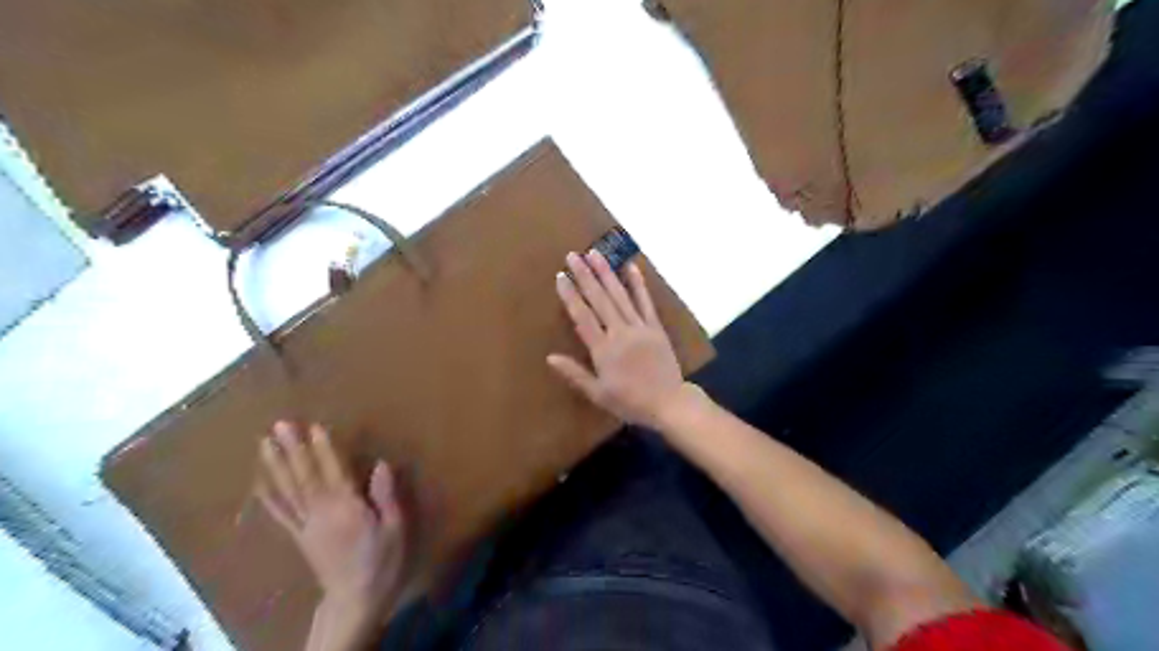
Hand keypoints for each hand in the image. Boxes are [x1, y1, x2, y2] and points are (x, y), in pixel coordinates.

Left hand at [254, 421, 403, 629]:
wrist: (355, 598)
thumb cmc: (382, 561)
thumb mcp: (395, 528)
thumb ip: (386, 496)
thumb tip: (380, 464)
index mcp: (346, 509)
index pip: (333, 472)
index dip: (323, 449)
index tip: (314, 426)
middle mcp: (321, 513)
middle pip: (304, 476)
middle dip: (293, 449)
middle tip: (280, 425)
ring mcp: (305, 525)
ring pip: (288, 490)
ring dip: (276, 465)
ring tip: (265, 443)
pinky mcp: (298, 536)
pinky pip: (280, 513)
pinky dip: (268, 495)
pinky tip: (260, 480)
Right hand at [550, 252, 689, 430]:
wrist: (669, 403)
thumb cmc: (630, 402)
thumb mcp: (598, 394)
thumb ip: (575, 374)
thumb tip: (550, 357)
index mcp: (603, 350)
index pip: (582, 316)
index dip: (571, 295)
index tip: (561, 276)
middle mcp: (620, 333)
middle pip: (599, 300)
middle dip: (585, 276)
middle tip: (573, 255)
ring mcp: (640, 327)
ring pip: (620, 296)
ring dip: (606, 273)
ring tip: (595, 253)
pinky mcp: (656, 327)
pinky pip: (645, 302)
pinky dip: (638, 284)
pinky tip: (631, 267)